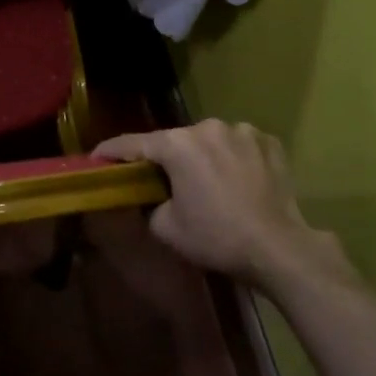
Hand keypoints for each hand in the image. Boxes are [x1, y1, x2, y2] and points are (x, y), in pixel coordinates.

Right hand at [94, 120, 353, 292]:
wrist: (279, 248)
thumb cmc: (217, 237)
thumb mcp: (167, 228)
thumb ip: (149, 205)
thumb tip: (152, 198)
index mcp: (177, 145)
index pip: (133, 143)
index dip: (110, 151)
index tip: (96, 157)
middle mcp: (208, 127)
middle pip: (175, 141)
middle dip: (165, 157)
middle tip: (160, 179)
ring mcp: (242, 131)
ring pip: (209, 141)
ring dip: (202, 156)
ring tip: (207, 182)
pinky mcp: (269, 142)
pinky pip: (239, 145)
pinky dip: (232, 158)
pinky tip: (237, 180)